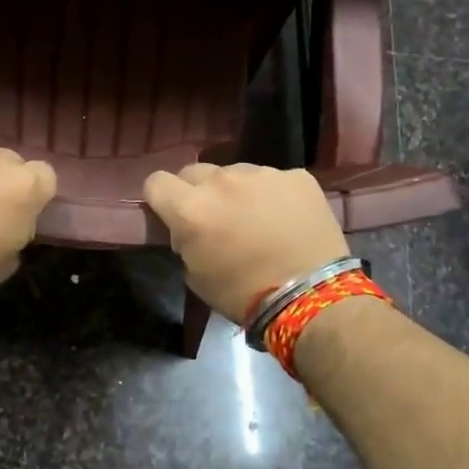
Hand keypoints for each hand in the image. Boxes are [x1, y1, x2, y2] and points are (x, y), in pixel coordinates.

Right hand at [142, 163, 349, 322]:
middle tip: (214, 219)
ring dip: (236, 192)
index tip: (171, 214)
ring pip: (235, 173)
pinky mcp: (297, 176)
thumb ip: (184, 241)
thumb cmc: (244, 294)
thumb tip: (188, 230)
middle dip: (197, 192)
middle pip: (194, 172)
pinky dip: (273, 195)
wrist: (312, 296)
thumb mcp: (196, 276)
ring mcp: (262, 174)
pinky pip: (273, 179)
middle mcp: (222, 181)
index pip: (156, 181)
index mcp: (191, 208)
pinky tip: (286, 219)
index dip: (160, 197)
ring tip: (256, 219)